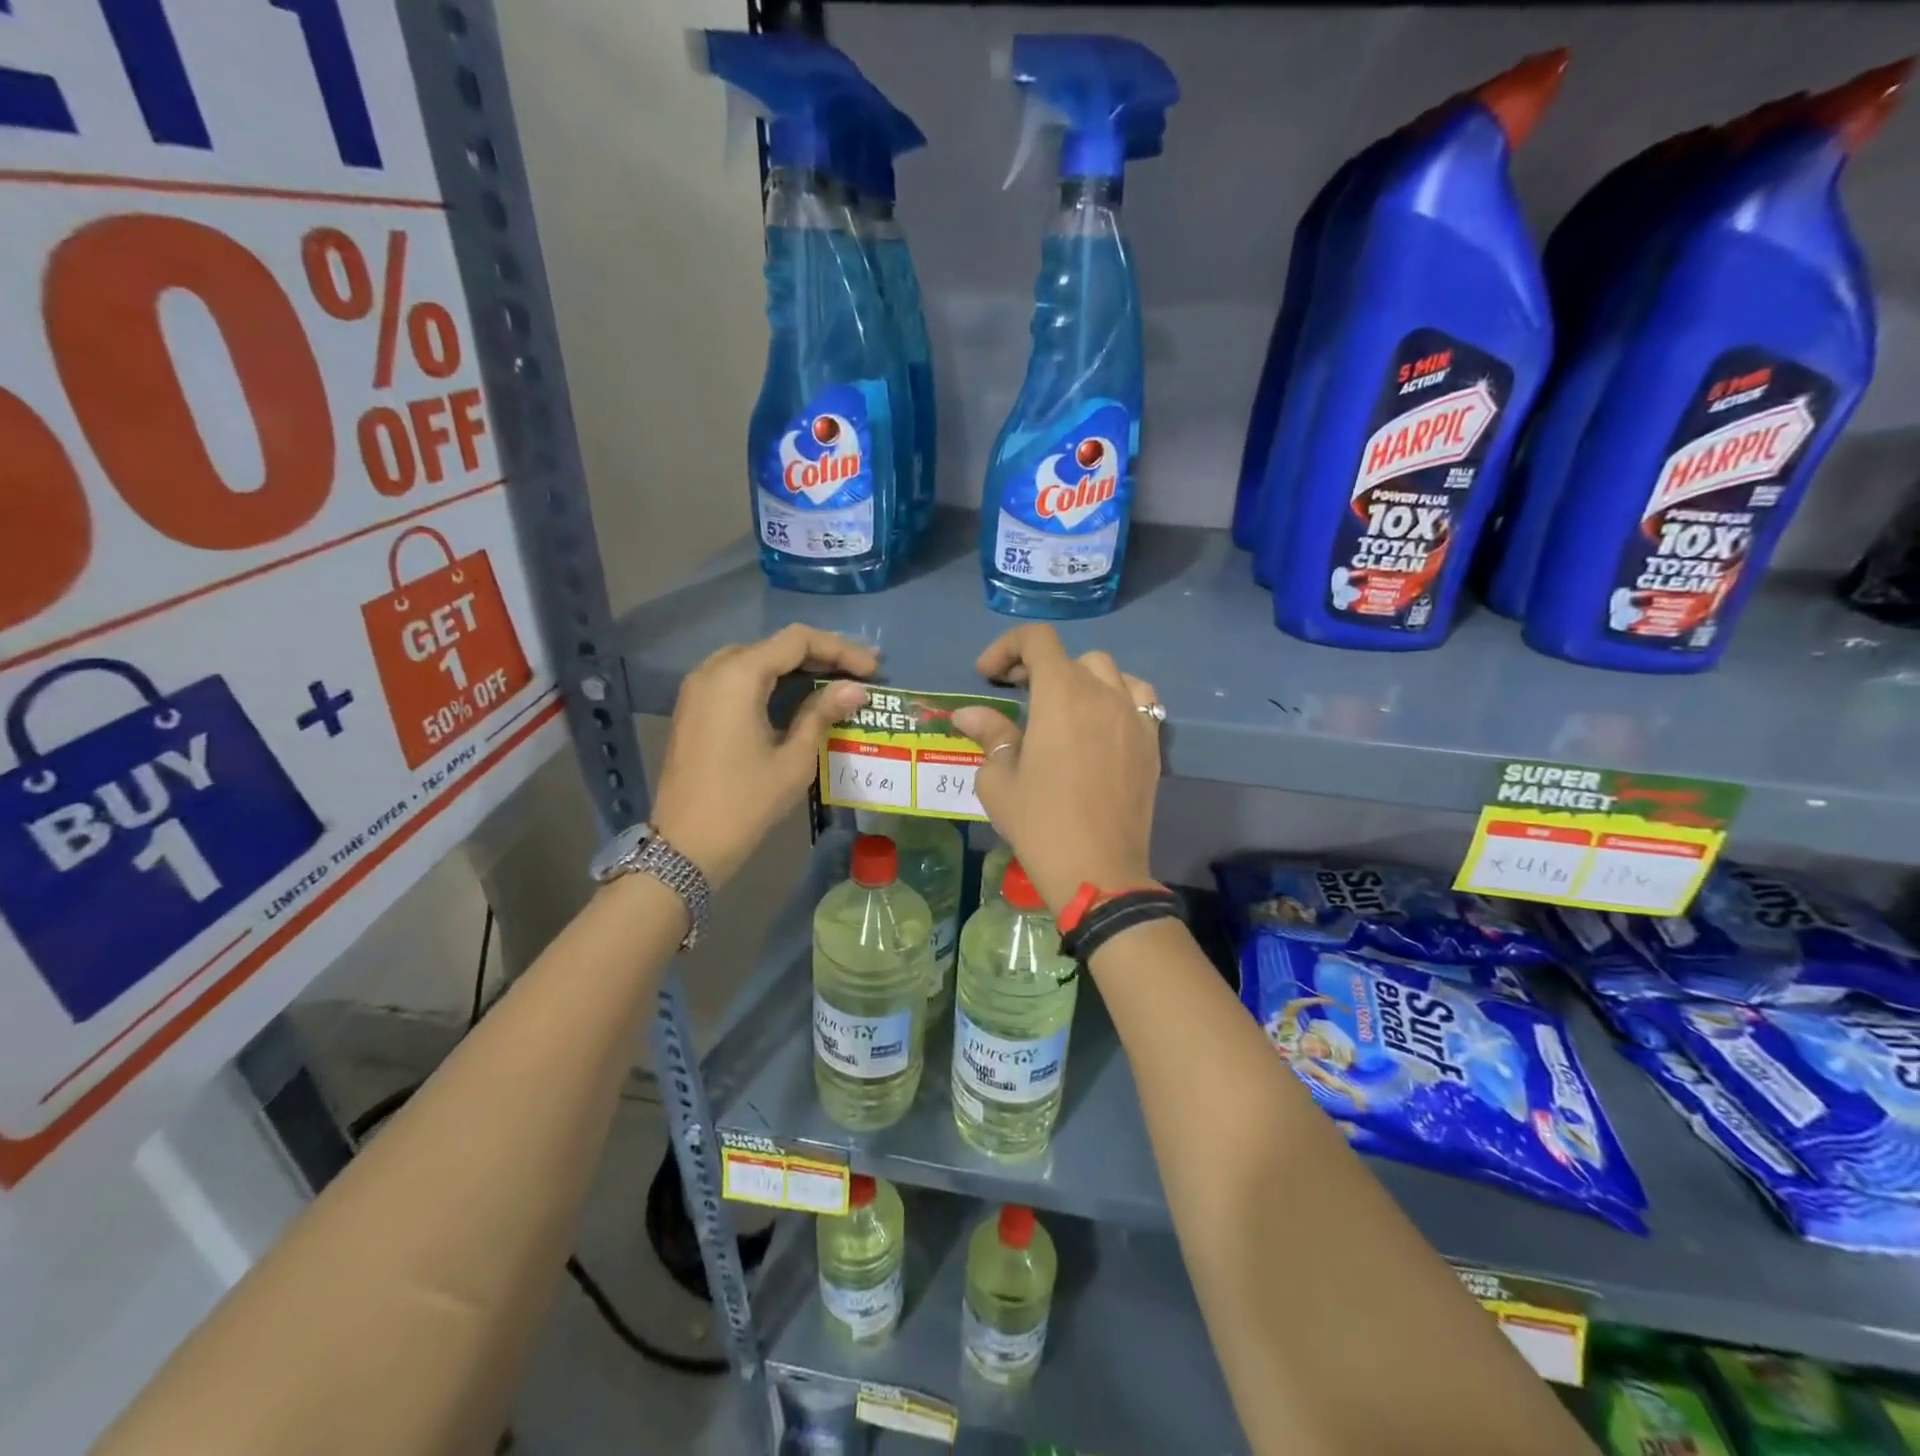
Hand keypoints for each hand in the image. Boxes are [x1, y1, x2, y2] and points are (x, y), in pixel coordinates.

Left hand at [650, 625, 874, 885]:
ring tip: (835, 681)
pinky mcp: (694, 707)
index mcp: (738, 676)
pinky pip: (737, 678)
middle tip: (860, 672)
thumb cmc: (745, 802)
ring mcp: (698, 688)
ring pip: (756, 659)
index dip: (840, 649)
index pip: (797, 641)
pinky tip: (797, 696)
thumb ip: (823, 714)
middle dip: (820, 655)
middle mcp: (713, 670)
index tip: (873, 669)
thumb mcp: (794, 759)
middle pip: (775, 645)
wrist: (686, 845)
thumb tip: (856, 689)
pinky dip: (771, 680)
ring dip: (796, 666)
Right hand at [951, 625, 1161, 914]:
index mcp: (1061, 695)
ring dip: (1081, 679)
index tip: (987, 675)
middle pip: (1072, 657)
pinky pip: (1138, 699)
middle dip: (1039, 667)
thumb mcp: (999, 780)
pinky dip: (1115, 698)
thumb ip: (989, 735)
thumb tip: (968, 714)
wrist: (1098, 870)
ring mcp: (1134, 717)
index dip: (1007, 646)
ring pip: (1110, 673)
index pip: (1038, 640)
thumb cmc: (1040, 823)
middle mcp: (1103, 694)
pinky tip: (1099, 726)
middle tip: (1017, 694)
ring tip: (1063, 706)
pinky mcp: (1152, 742)